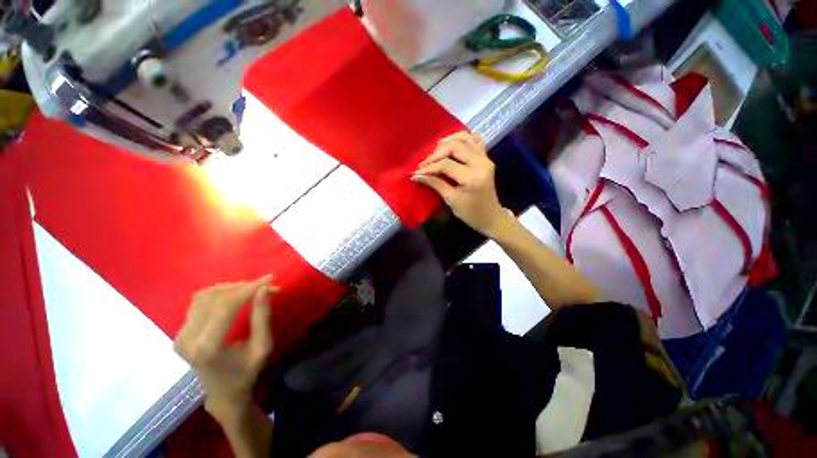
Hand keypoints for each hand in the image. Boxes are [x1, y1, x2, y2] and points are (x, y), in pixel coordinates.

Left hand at [174, 275, 275, 425]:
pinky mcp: (180, 332)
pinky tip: (235, 296)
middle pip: (214, 298)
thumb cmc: (246, 373)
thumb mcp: (262, 347)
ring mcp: (180, 335)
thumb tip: (265, 289)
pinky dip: (219, 293)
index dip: (249, 289)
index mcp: (207, 348)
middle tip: (266, 286)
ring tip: (252, 290)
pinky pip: (199, 302)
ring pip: (205, 296)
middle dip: (243, 287)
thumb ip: (262, 317)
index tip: (270, 279)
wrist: (222, 393)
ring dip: (231, 288)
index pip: (226, 307)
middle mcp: (187, 339)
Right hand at [412, 132, 512, 237]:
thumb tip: (416, 175)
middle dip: (435, 154)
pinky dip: (461, 138)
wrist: (491, 216)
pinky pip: (474, 139)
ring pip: (464, 138)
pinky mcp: (486, 157)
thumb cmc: (471, 213)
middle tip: (424, 164)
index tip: (416, 172)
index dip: (429, 167)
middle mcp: (481, 162)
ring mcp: (485, 157)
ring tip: (435, 153)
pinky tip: (450, 145)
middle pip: (454, 146)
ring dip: (447, 142)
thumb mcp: (451, 200)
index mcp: (472, 177)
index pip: (446, 164)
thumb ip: (435, 184)